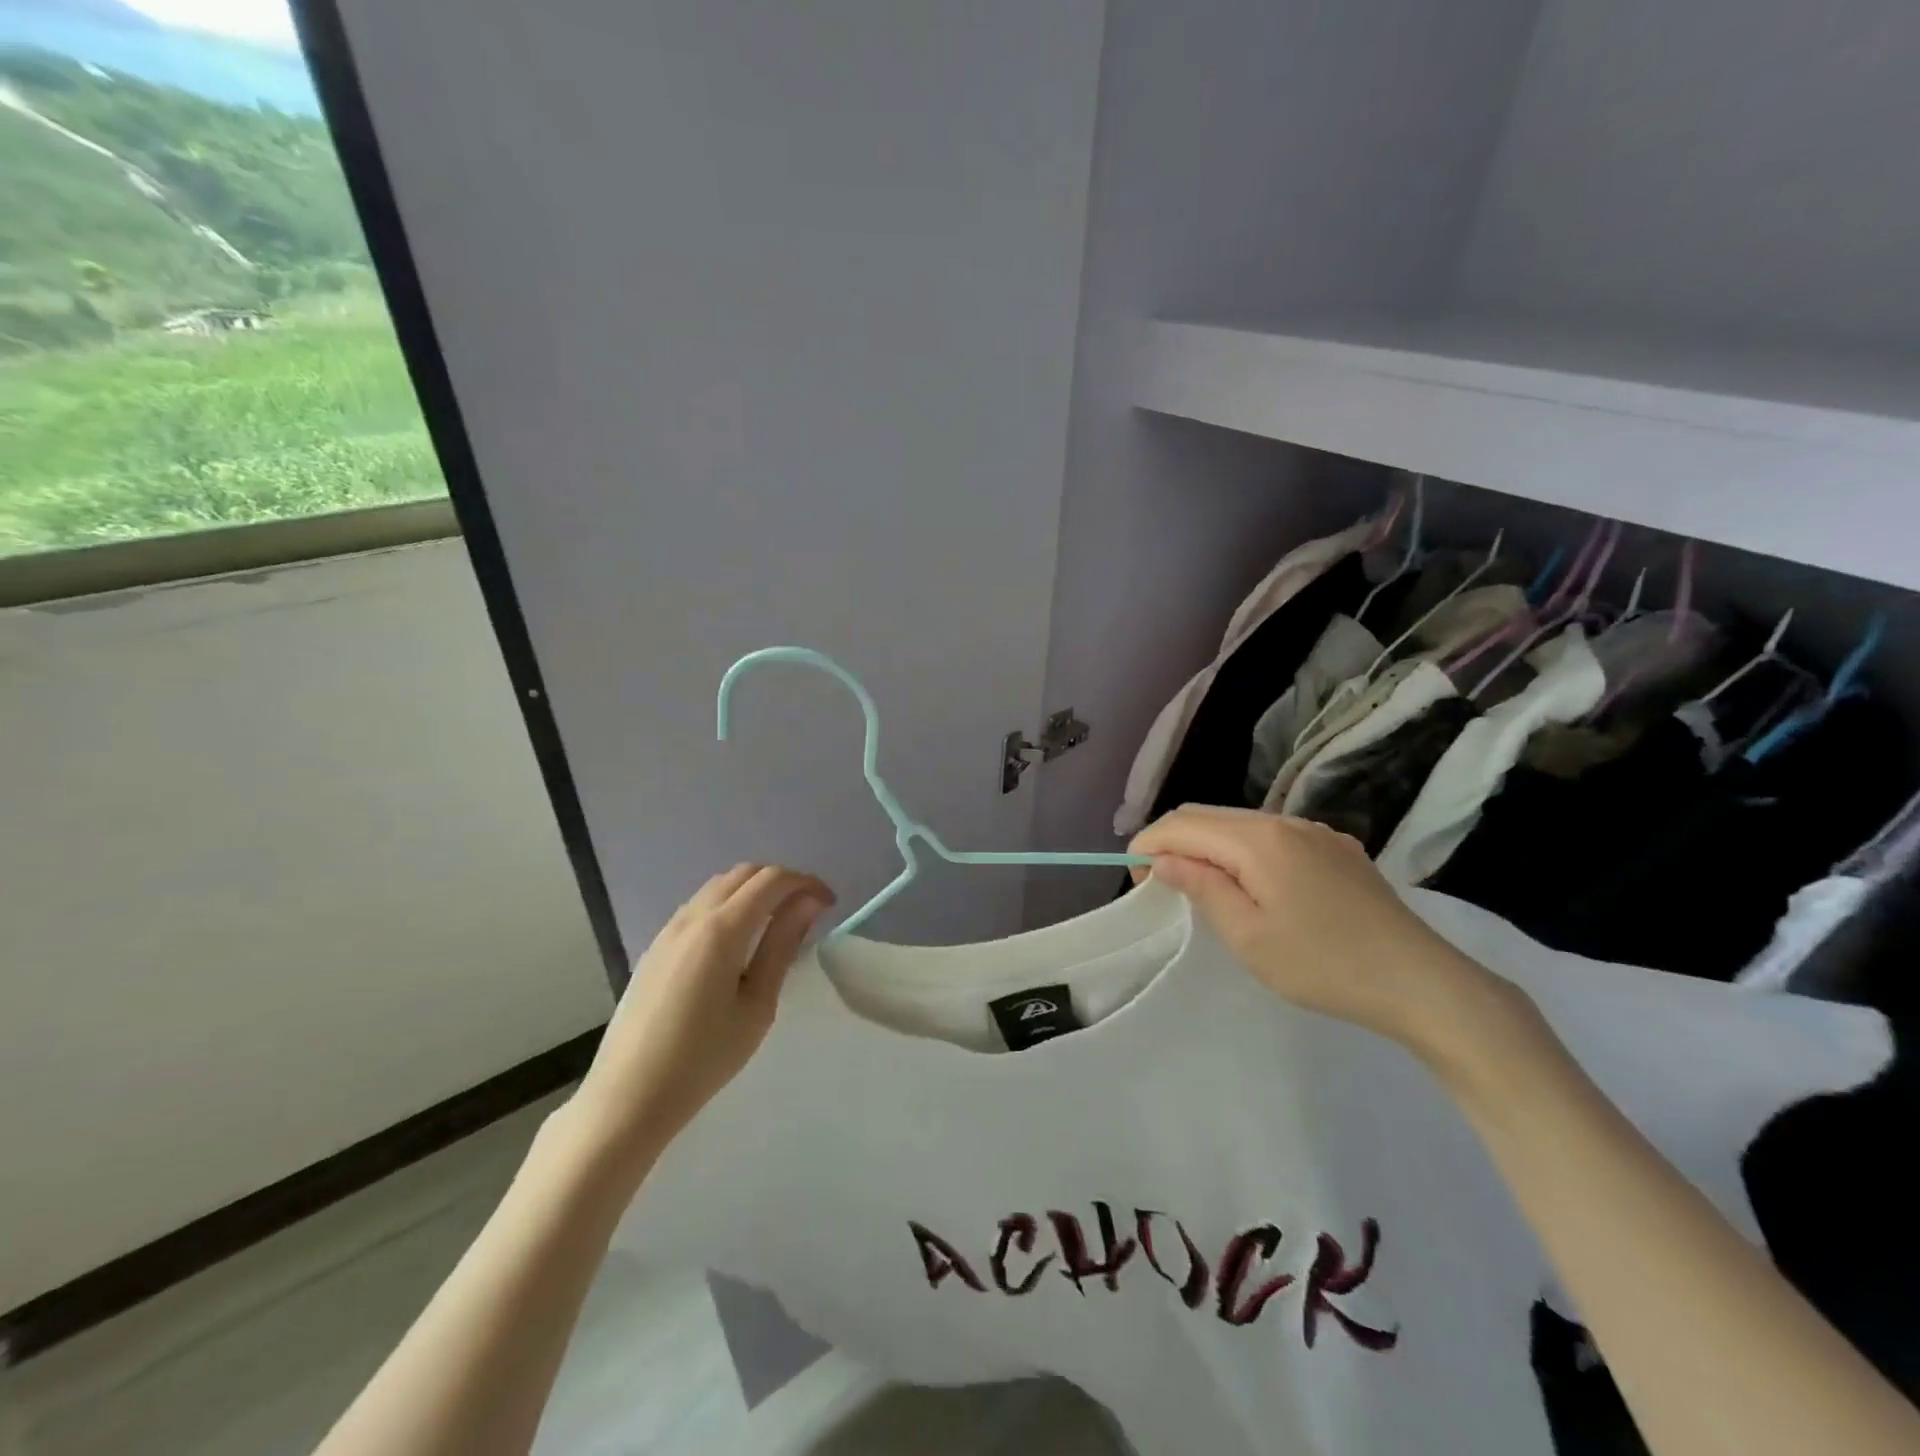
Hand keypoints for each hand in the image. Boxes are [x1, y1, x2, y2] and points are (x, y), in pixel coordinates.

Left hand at [563, 864, 832, 1183]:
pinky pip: (700, 904)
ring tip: (778, 921)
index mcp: (722, 930)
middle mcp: (693, 916)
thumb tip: (808, 903)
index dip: (806, 883)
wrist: (628, 1096)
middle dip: (782, 881)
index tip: (829, 904)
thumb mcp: (757, 1005)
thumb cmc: (703, 1058)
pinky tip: (740, 938)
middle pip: (745, 873)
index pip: (772, 880)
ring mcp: (669, 928)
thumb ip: (782, 946)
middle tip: (808, 910)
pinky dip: (730, 903)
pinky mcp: (656, 945)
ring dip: (754, 889)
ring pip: (720, 884)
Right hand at [1131, 807, 1523, 1065]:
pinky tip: (1252, 886)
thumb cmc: (1324, 965)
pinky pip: (1273, 836)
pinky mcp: (1338, 849)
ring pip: (1240, 824)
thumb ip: (1201, 888)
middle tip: (1157, 884)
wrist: (1423, 983)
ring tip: (1199, 886)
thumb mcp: (1249, 936)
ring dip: (1208, 846)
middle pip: (1209, 816)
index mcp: (1258, 839)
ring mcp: (1316, 832)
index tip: (1133, 879)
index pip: (1183, 824)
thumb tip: (1163, 860)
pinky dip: (1243, 851)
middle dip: (1173, 841)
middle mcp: (1285, 821)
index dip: (1148, 844)